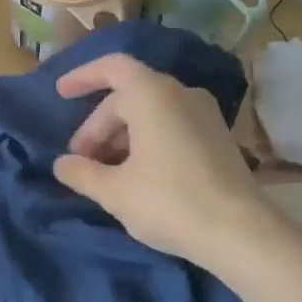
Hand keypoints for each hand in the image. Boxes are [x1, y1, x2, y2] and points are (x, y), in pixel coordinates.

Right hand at [52, 53, 270, 264]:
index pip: (112, 68)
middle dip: (98, 126)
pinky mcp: (218, 138)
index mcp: (152, 95)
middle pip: (127, 97)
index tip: (60, 94)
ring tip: (104, 172)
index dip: (83, 77)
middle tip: (80, 161)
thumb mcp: (113, 191)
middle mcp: (181, 94)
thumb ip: (81, 173)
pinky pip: (171, 126)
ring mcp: (204, 115)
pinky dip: (146, 141)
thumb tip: (62, 164)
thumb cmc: (169, 202)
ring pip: (150, 113)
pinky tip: (135, 176)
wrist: (241, 233)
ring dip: (121, 137)